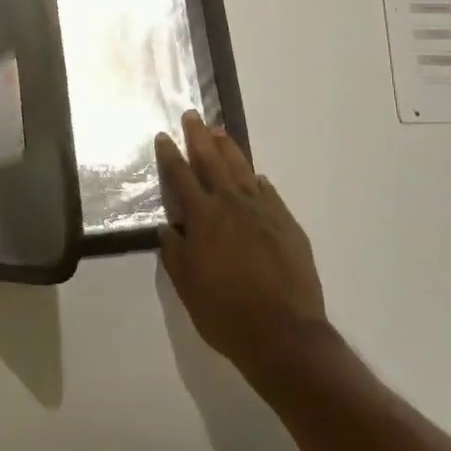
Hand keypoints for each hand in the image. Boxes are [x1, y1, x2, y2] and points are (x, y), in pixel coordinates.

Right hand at [157, 111, 329, 381]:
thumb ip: (175, 252)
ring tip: (220, 131)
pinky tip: (256, 176)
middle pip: (212, 160)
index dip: (170, 155)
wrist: (285, 334)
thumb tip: (168, 228)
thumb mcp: (187, 286)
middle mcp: (232, 204)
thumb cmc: (226, 313)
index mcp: (204, 217)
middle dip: (199, 137)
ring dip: (229, 148)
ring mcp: (263, 211)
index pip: (181, 176)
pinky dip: (258, 181)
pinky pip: (269, 193)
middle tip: (192, 115)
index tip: (163, 136)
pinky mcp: (287, 224)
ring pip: (242, 169)